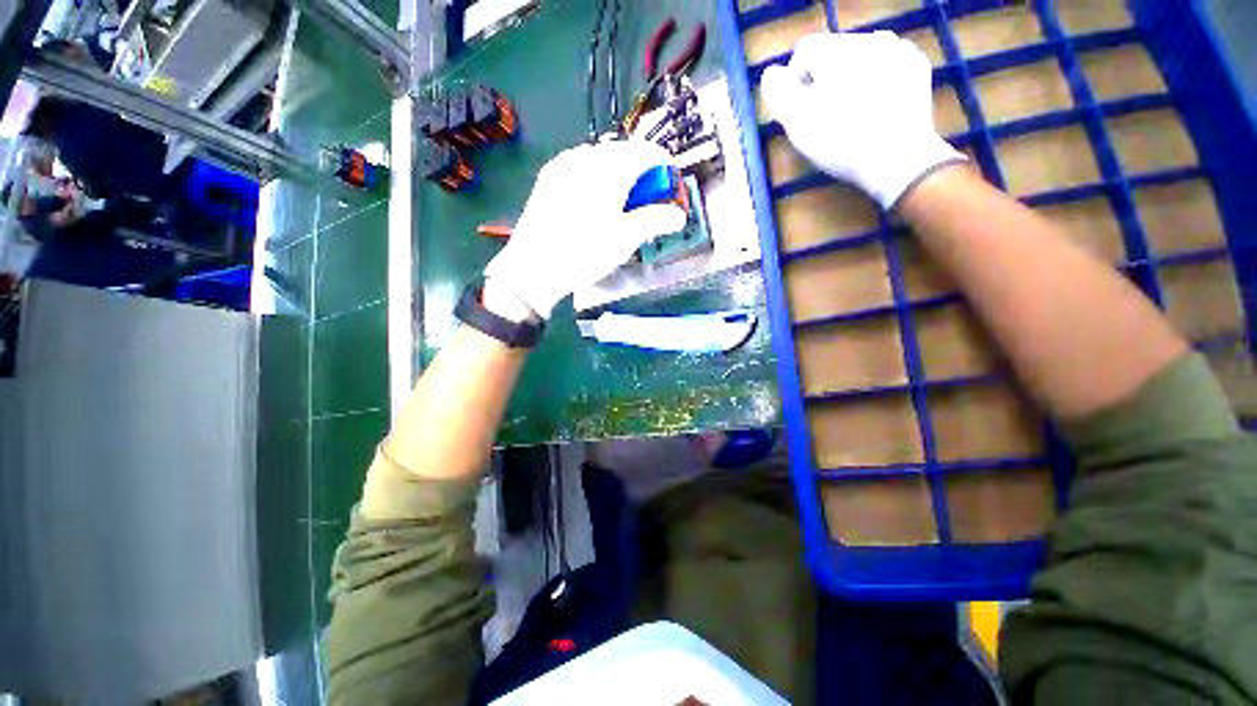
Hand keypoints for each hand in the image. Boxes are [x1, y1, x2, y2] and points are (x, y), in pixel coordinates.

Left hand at [484, 140, 685, 318]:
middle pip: (625, 152)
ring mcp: (564, 163)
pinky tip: (594, 202)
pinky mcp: (549, 176)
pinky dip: (597, 177)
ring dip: (619, 174)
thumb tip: (679, 215)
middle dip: (642, 173)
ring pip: (602, 158)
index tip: (669, 189)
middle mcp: (586, 156)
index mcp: (610, 168)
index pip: (648, 152)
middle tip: (646, 202)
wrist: (534, 267)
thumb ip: (656, 220)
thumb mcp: (626, 239)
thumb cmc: (585, 252)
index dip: (665, 168)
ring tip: (620, 204)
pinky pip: (582, 166)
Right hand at [761, 31, 965, 209]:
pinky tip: (874, 103)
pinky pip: (886, 62)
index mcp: (836, 52)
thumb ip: (778, 93)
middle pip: (833, 51)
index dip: (795, 80)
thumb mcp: (797, 124)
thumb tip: (772, 73)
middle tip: (825, 114)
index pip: (804, 50)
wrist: (898, 159)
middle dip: (824, 78)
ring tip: (850, 109)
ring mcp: (897, 49)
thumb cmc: (841, 143)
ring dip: (849, 76)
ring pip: (860, 55)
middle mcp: (867, 39)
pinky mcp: (916, 65)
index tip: (799, 109)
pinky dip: (876, 78)